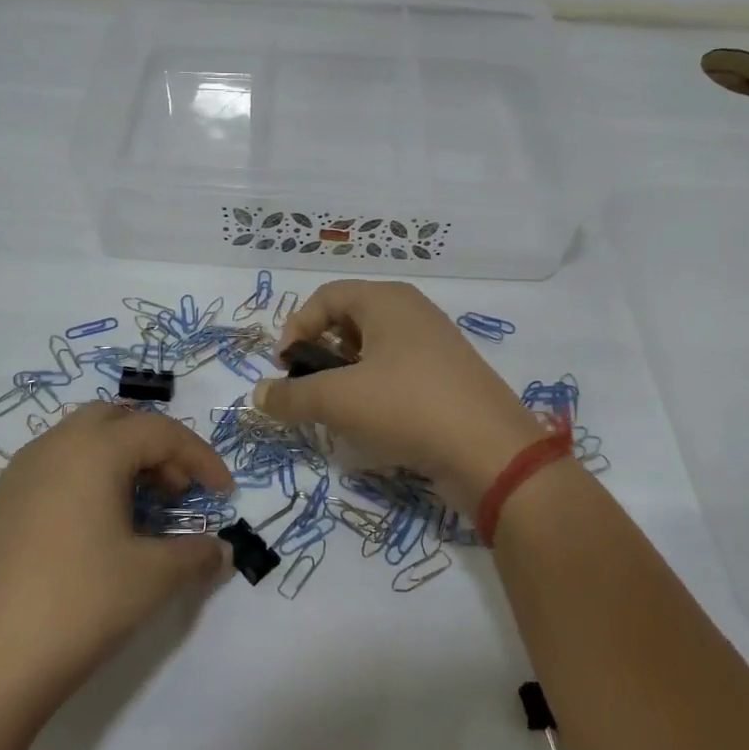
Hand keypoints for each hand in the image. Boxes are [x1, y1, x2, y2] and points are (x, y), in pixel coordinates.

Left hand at [0, 404, 234, 725]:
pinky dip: (84, 479)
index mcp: (93, 450)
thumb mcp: (154, 578)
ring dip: (118, 460)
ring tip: (138, 511)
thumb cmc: (80, 605)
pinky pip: (51, 469)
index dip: (201, 457)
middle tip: (176, 491)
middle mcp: (52, 448)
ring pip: (78, 441)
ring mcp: (16, 476)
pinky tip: (92, 530)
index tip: (224, 493)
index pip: (161, 432)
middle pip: (115, 420)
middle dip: (155, 446)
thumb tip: (221, 550)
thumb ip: (197, 554)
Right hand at [251, 281, 546, 515]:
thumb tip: (258, 396)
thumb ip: (291, 397)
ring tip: (337, 413)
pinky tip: (373, 427)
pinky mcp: (448, 380)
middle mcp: (412, 313)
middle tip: (310, 391)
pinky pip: (398, 376)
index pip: (325, 297)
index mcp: (387, 300)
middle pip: (349, 322)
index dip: (295, 328)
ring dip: (346, 379)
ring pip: (374, 353)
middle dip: (320, 356)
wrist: (490, 452)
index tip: (284, 368)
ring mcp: (435, 347)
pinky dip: (376, 395)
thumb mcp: (338, 400)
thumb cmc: (406, 406)